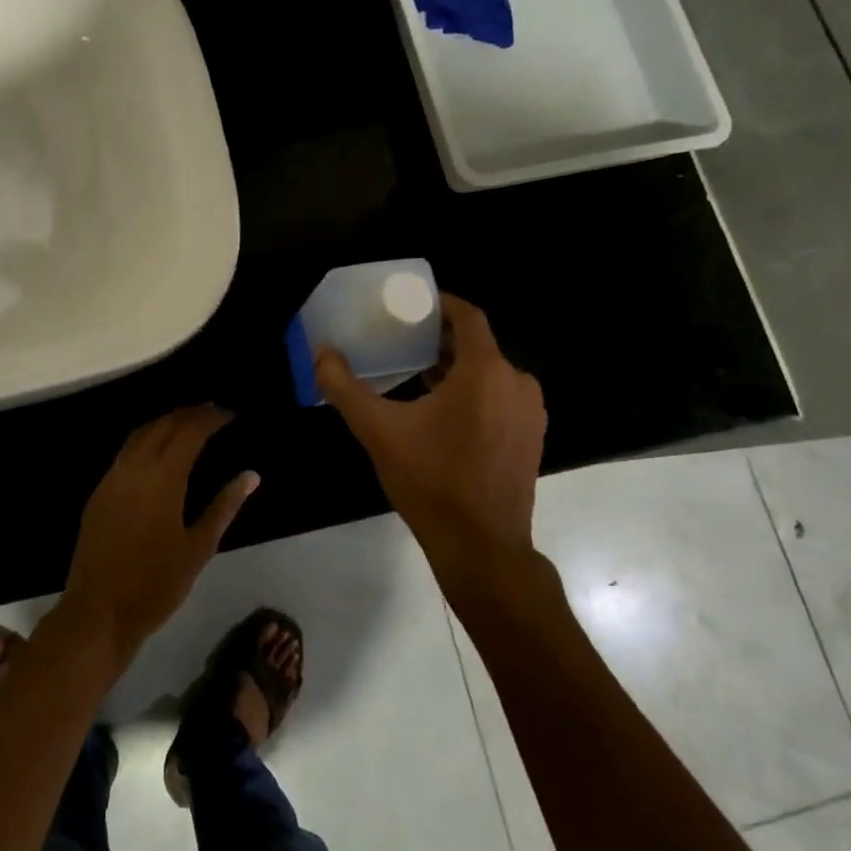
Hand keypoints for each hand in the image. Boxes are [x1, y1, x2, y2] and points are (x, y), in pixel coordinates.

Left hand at [60, 404, 258, 659]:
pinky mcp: (99, 492)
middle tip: (212, 411)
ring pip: (140, 434)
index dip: (210, 419)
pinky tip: (157, 449)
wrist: (99, 611)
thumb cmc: (156, 584)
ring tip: (187, 422)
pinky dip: (146, 438)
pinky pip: (125, 451)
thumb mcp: (199, 548)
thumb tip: (250, 475)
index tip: (229, 414)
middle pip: (163, 425)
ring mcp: (112, 478)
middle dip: (188, 414)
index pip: (189, 432)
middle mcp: (135, 467)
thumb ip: (224, 506)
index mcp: (163, 477)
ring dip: (165, 422)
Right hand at [314, 295, 545, 571]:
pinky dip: (474, 392)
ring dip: (455, 368)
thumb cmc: (431, 481)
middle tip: (403, 341)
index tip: (411, 305)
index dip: (440, 303)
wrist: (481, 547)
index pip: (467, 316)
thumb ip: (344, 387)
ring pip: (489, 372)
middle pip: (477, 344)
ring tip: (416, 374)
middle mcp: (516, 382)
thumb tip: (319, 353)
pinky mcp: (532, 436)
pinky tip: (442, 411)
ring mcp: (530, 411)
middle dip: (440, 339)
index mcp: (485, 371)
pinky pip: (501, 397)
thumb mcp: (378, 431)